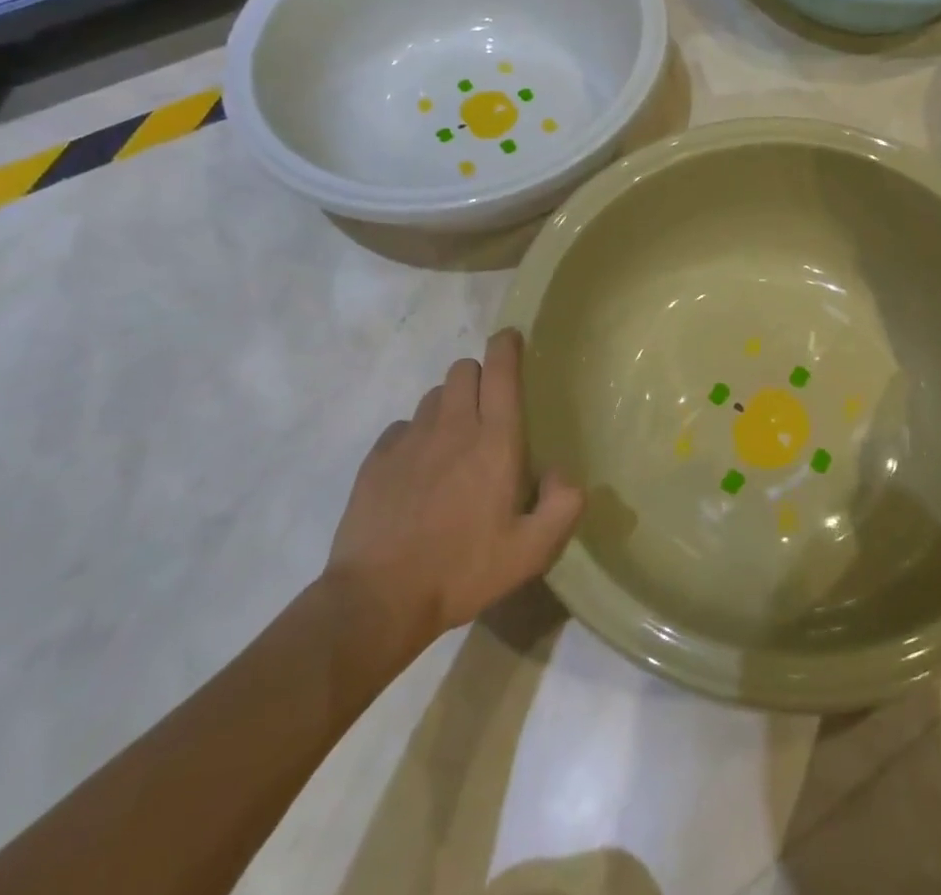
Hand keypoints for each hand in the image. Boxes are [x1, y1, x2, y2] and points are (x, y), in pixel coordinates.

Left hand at [321, 329, 583, 674]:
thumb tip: (561, 471)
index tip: (511, 338)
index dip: (507, 346)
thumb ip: (563, 504)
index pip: (501, 370)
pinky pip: (402, 426)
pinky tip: (418, 467)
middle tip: (489, 406)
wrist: (377, 601)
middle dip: (479, 374)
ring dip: (450, 404)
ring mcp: (410, 440)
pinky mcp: (377, 459)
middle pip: (464, 369)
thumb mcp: (532, 551)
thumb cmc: (463, 571)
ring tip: (454, 439)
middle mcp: (453, 427)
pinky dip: (416, 434)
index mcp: (495, 440)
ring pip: (434, 395)